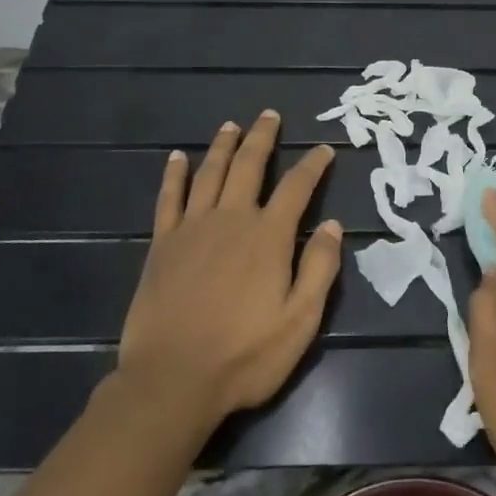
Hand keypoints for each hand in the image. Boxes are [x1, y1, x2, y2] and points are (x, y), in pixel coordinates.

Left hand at [115, 112, 340, 434]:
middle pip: (249, 165)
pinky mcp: (162, 244)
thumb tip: (334, 225)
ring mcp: (193, 228)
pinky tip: (176, 158)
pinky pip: (169, 198)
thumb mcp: (300, 320)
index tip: (324, 149)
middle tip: (270, 115)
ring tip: (231, 125)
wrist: (172, 381)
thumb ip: (320, 268)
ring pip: (209, 172)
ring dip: (222, 145)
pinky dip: (174, 175)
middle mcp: (232, 219)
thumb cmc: (245, 355)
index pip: (297, 187)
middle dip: (262, 137)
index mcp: (269, 236)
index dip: (313, 165)